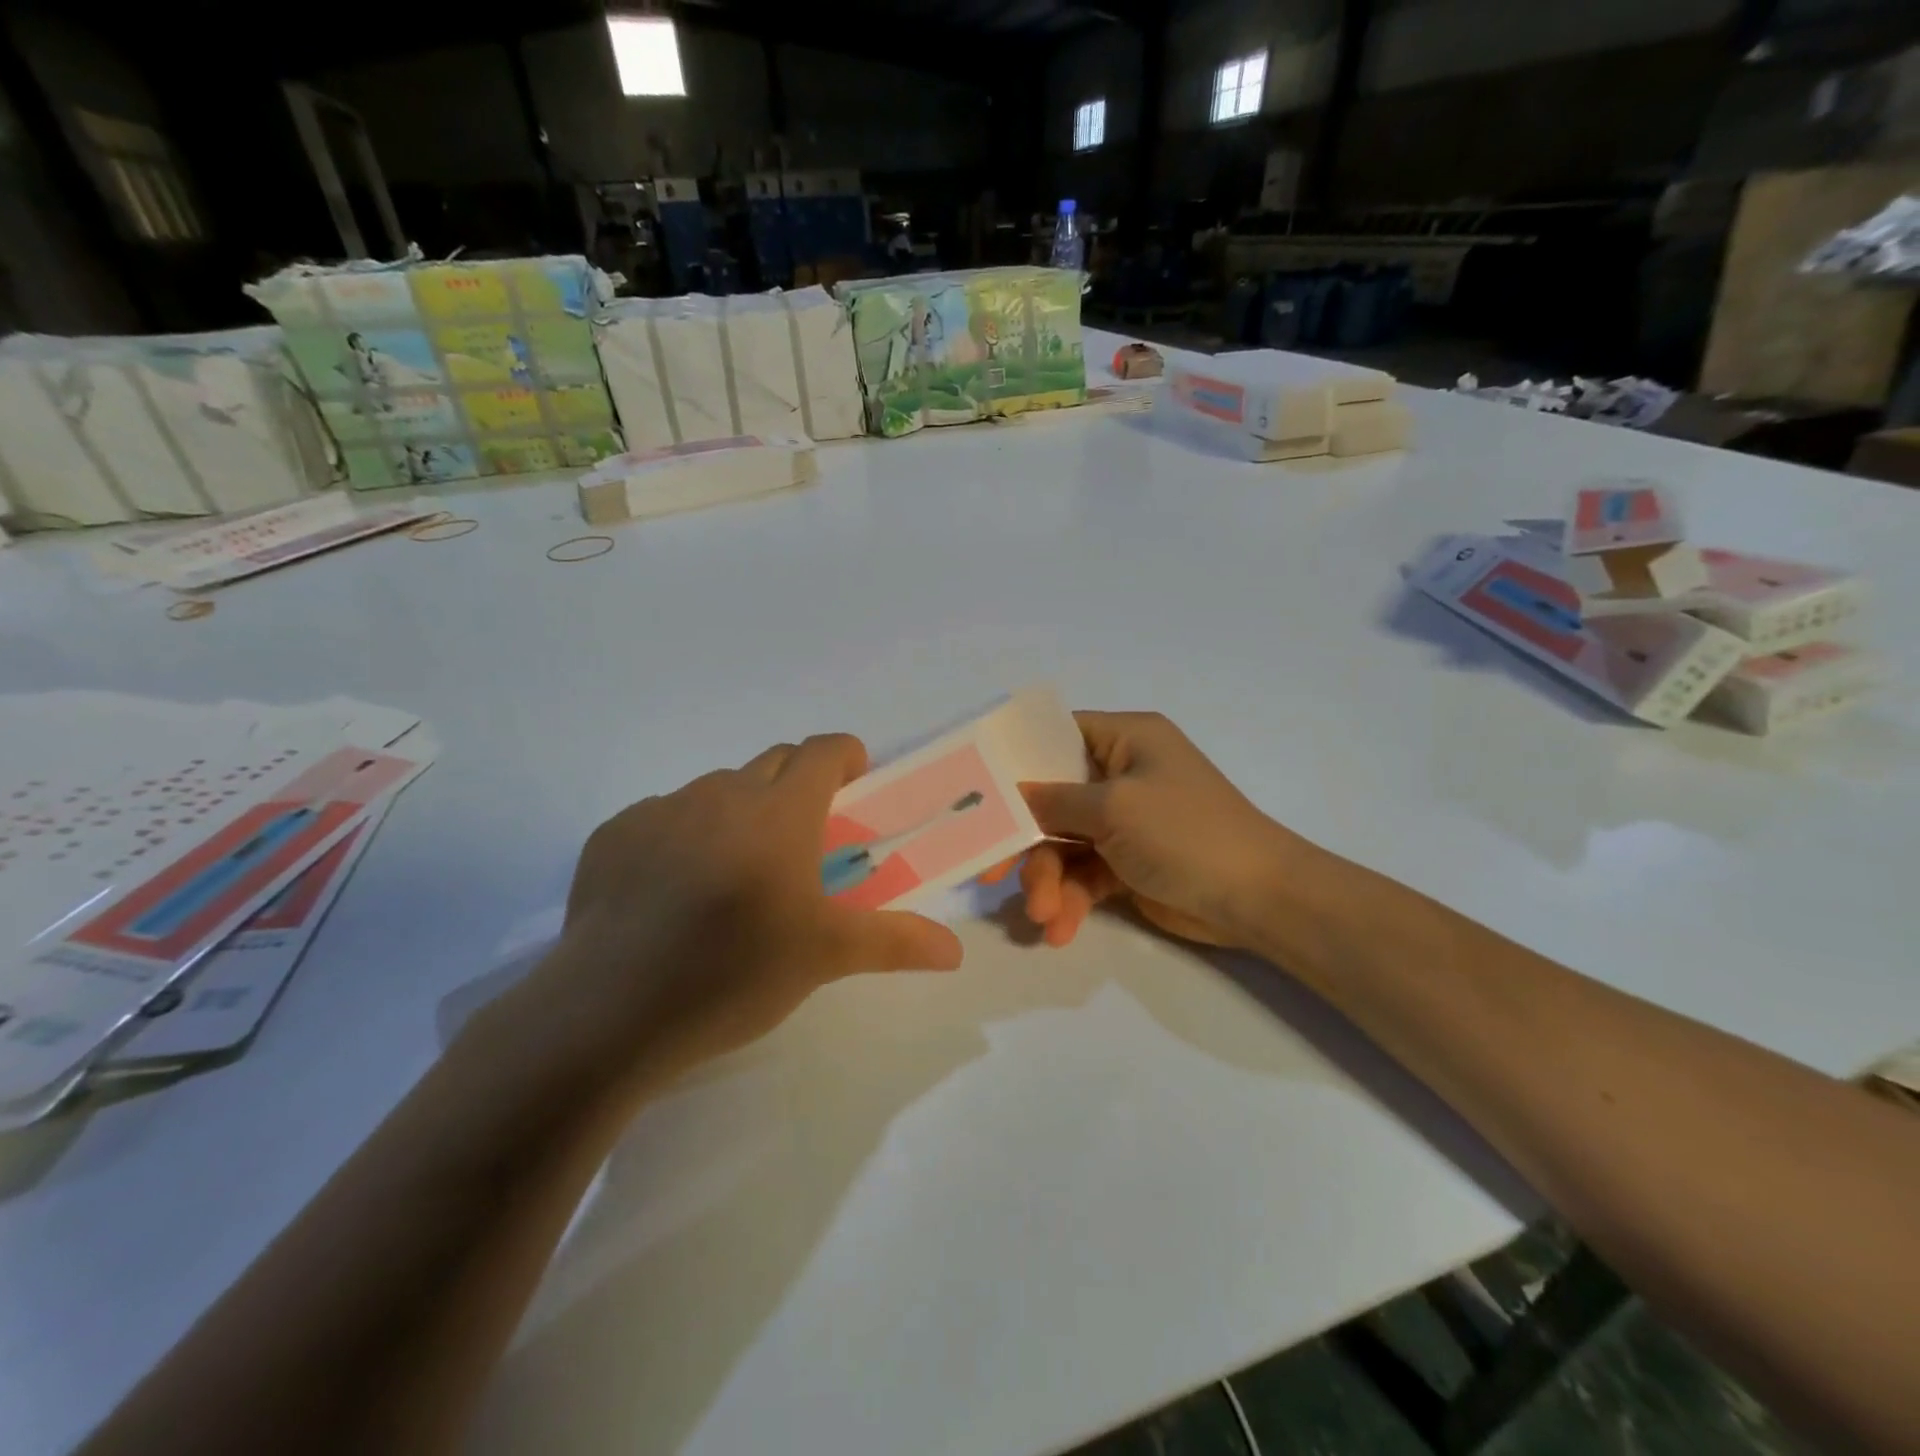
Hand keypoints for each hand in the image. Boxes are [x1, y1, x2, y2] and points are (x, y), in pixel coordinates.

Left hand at [519, 735, 963, 1089]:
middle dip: (798, 783)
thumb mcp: (824, 957)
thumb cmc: (733, 974)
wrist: (609, 1012)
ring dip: (741, 811)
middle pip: (772, 762)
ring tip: (738, 872)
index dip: (845, 756)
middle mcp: (721, 794)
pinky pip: (665, 816)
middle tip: (804, 839)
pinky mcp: (614, 835)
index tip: (855, 782)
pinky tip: (675, 892)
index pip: (821, 751)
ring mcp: (661, 810)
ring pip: (717, 789)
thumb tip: (954, 951)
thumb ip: (895, 941)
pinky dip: (685, 835)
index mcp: (779, 812)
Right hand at [1018, 711, 1311, 950]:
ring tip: (1045, 916)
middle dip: (1026, 841)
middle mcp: (1120, 774)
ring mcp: (1123, 821)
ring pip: (1062, 844)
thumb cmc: (1187, 833)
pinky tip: (1062, 929)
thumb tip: (1009, 795)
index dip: (1015, 758)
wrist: (1258, 900)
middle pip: (1050, 798)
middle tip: (994, 873)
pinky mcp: (1126, 863)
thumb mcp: (1114, 809)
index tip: (976, 787)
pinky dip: (1071, 900)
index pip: (1055, 734)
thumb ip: (1053, 802)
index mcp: (1124, 739)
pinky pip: (1083, 875)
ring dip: (1048, 881)